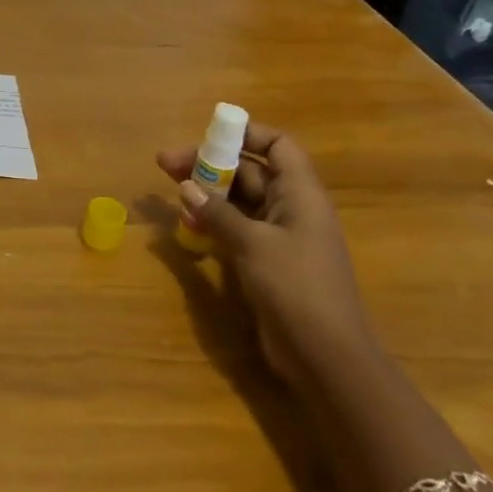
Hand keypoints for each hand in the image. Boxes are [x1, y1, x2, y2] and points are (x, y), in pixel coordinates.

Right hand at [157, 124, 379, 393]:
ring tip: (170, 189)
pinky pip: (236, 227)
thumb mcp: (253, 244)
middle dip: (210, 163)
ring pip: (239, 199)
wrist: (326, 358)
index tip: (208, 134)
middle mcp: (292, 209)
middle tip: (166, 165)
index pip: (278, 146)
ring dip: (207, 192)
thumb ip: (218, 213)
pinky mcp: (267, 261)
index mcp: (301, 195)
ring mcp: (280, 237)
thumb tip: (186, 186)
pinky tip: (186, 222)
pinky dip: (212, 220)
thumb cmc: (296, 288)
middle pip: (250, 171)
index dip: (247, 133)